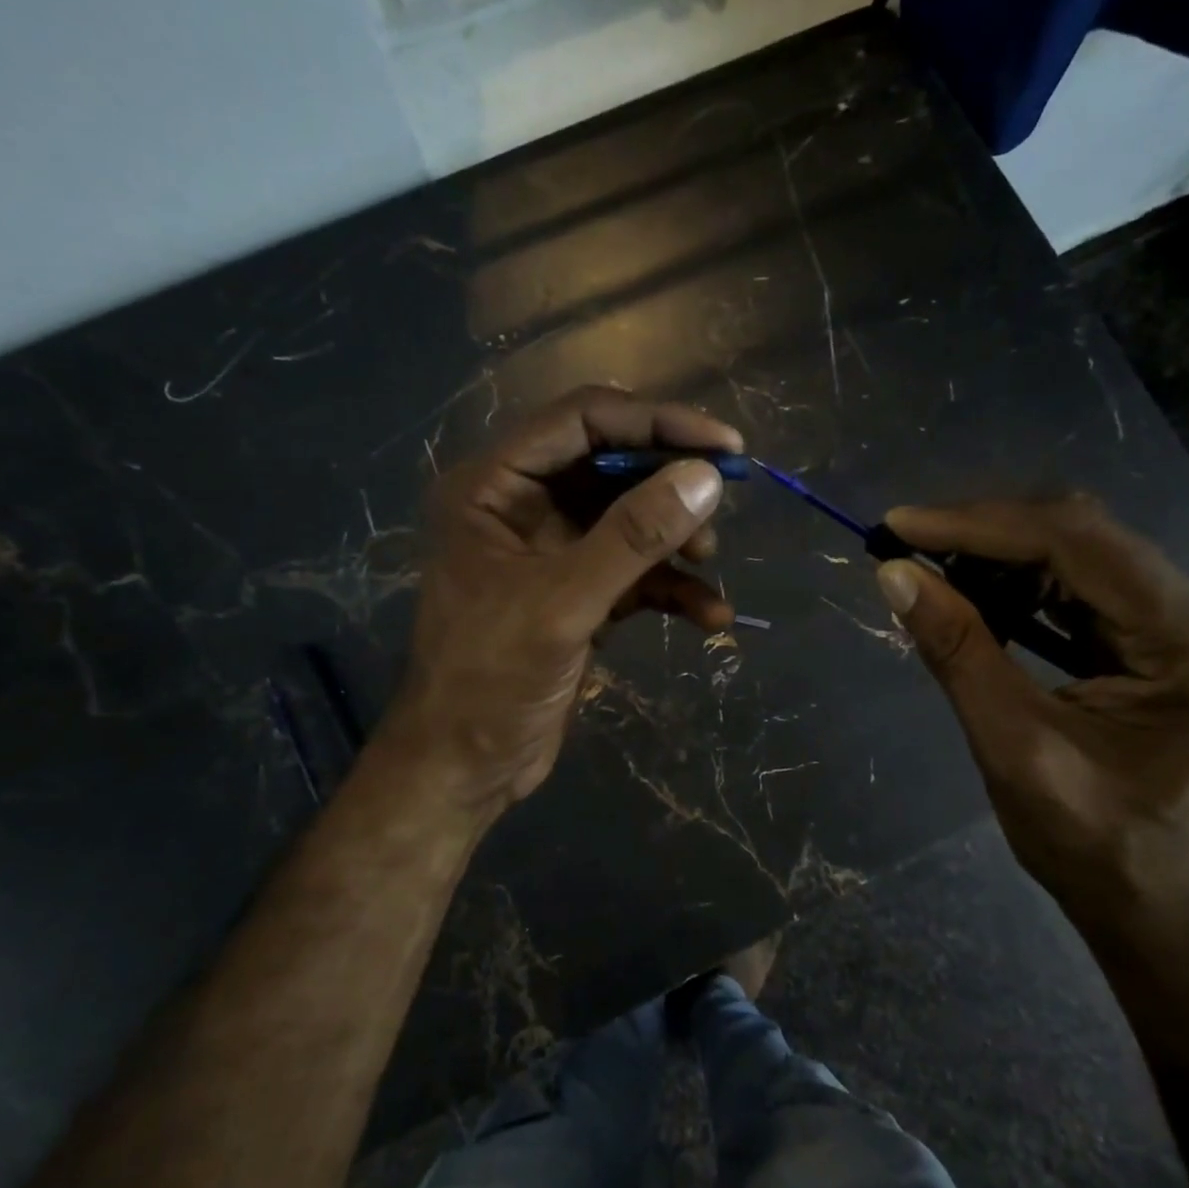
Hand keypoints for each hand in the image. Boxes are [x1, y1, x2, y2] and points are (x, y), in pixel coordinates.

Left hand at [383, 388, 741, 817]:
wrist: (465, 768)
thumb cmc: (490, 679)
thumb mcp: (563, 603)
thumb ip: (633, 537)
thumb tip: (704, 478)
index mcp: (494, 486)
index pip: (581, 420)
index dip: (655, 422)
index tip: (723, 446)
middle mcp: (522, 506)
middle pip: (611, 465)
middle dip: (669, 484)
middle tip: (723, 500)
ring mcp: (552, 551)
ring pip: (629, 520)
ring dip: (675, 538)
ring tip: (709, 561)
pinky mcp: (578, 594)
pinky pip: (635, 572)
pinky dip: (673, 589)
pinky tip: (710, 616)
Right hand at [873, 497, 1188, 949]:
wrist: (1156, 905)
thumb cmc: (1094, 844)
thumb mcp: (1014, 747)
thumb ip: (958, 652)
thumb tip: (893, 575)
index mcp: (1185, 639)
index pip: (1076, 543)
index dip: (979, 524)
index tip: (898, 525)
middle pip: (1080, 534)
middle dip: (983, 532)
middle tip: (903, 543)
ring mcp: (1176, 623)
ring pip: (1074, 552)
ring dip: (993, 553)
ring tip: (924, 565)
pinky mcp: (1149, 638)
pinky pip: (1075, 585)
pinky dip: (1013, 582)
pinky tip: (968, 592)